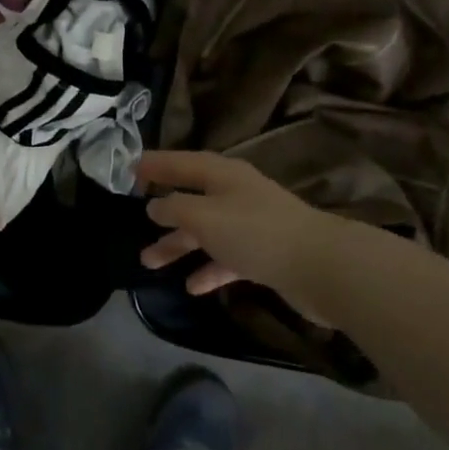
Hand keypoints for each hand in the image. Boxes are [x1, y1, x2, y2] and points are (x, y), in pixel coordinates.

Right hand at [135, 151, 353, 313]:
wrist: (321, 266)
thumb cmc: (255, 232)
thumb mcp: (204, 217)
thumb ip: (174, 209)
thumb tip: (155, 205)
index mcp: (220, 174)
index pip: (179, 162)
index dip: (154, 165)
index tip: (128, 169)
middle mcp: (234, 193)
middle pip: (191, 198)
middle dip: (162, 211)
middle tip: (132, 222)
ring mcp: (251, 223)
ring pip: (205, 230)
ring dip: (178, 245)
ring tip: (149, 262)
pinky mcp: (264, 253)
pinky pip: (226, 257)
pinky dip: (209, 268)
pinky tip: (192, 287)